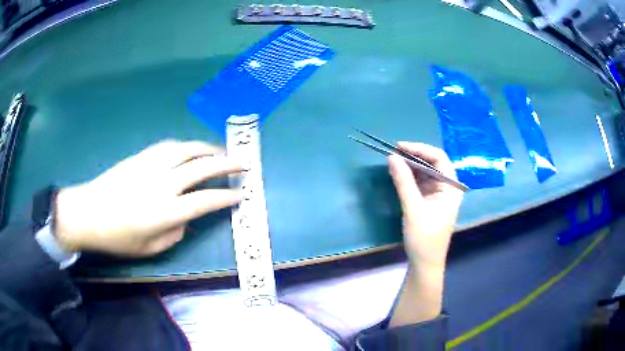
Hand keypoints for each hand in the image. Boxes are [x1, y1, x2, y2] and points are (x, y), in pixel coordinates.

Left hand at [54, 140, 241, 256]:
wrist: (87, 212)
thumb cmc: (117, 237)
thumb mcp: (149, 248)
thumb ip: (174, 232)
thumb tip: (185, 217)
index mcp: (164, 211)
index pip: (204, 200)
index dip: (226, 197)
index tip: (241, 194)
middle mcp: (161, 184)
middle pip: (201, 167)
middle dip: (226, 164)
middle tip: (243, 163)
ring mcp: (150, 166)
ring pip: (186, 149)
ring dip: (207, 148)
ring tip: (220, 151)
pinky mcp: (140, 157)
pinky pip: (169, 146)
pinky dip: (186, 146)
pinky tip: (191, 149)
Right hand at [387, 142, 462, 326]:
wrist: (425, 263)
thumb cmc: (424, 238)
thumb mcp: (413, 208)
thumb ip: (403, 181)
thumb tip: (391, 157)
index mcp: (451, 187)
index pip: (439, 158)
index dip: (419, 149)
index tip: (399, 146)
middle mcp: (447, 186)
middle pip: (432, 162)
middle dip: (413, 156)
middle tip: (393, 153)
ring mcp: (439, 193)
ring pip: (425, 171)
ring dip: (410, 166)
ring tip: (393, 161)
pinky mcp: (430, 200)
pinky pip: (420, 182)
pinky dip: (409, 177)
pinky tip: (398, 174)